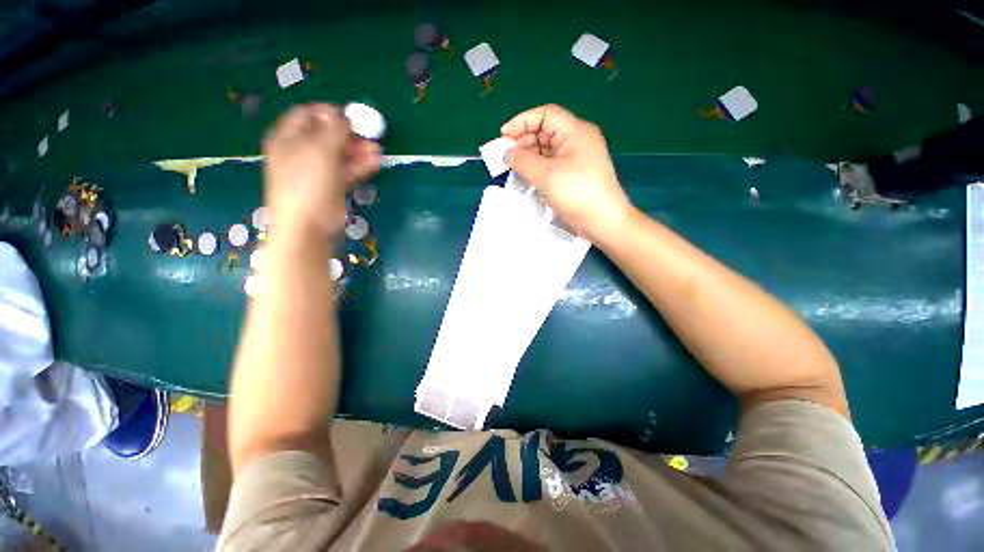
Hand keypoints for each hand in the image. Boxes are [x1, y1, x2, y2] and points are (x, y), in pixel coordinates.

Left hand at [263, 103, 380, 240]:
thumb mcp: (320, 150)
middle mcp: (301, 151)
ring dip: (359, 150)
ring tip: (377, 150)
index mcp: (288, 137)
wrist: (308, 226)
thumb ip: (334, 129)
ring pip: (340, 154)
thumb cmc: (308, 184)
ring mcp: (317, 170)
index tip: (351, 116)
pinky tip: (375, 162)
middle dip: (349, 134)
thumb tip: (344, 116)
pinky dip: (360, 166)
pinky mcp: (332, 186)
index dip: (329, 112)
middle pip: (327, 134)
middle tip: (368, 135)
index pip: (307, 114)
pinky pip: (347, 171)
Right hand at [501, 104, 632, 240]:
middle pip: (546, 131)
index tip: (503, 136)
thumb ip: (523, 161)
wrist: (603, 221)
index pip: (545, 115)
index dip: (522, 121)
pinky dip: (538, 168)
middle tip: (506, 155)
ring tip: (514, 168)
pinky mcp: (575, 175)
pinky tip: (527, 177)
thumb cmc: (577, 194)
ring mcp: (577, 159)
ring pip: (548, 149)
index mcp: (576, 132)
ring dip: (529, 156)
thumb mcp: (546, 175)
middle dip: (524, 140)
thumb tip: (507, 153)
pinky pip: (552, 164)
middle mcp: (578, 141)